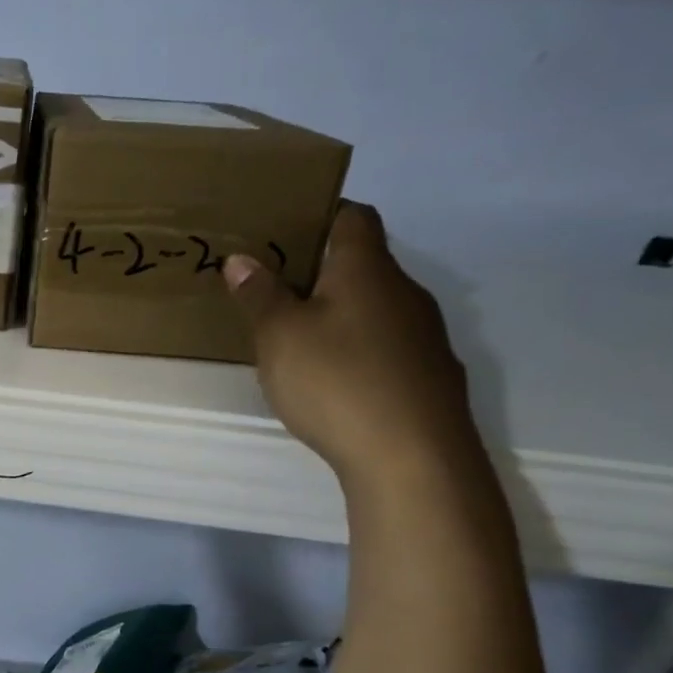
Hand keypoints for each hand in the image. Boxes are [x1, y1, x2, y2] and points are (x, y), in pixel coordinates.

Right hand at [224, 202, 480, 487]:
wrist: (414, 458)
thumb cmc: (337, 381)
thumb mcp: (280, 336)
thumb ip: (259, 295)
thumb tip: (241, 259)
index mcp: (367, 270)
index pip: (354, 216)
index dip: (321, 213)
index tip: (283, 229)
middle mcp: (405, 293)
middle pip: (364, 264)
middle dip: (321, 271)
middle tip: (274, 289)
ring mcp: (425, 337)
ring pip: (376, 309)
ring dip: (340, 315)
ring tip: (298, 340)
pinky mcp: (431, 378)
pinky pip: (388, 348)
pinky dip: (360, 352)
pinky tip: (336, 383)